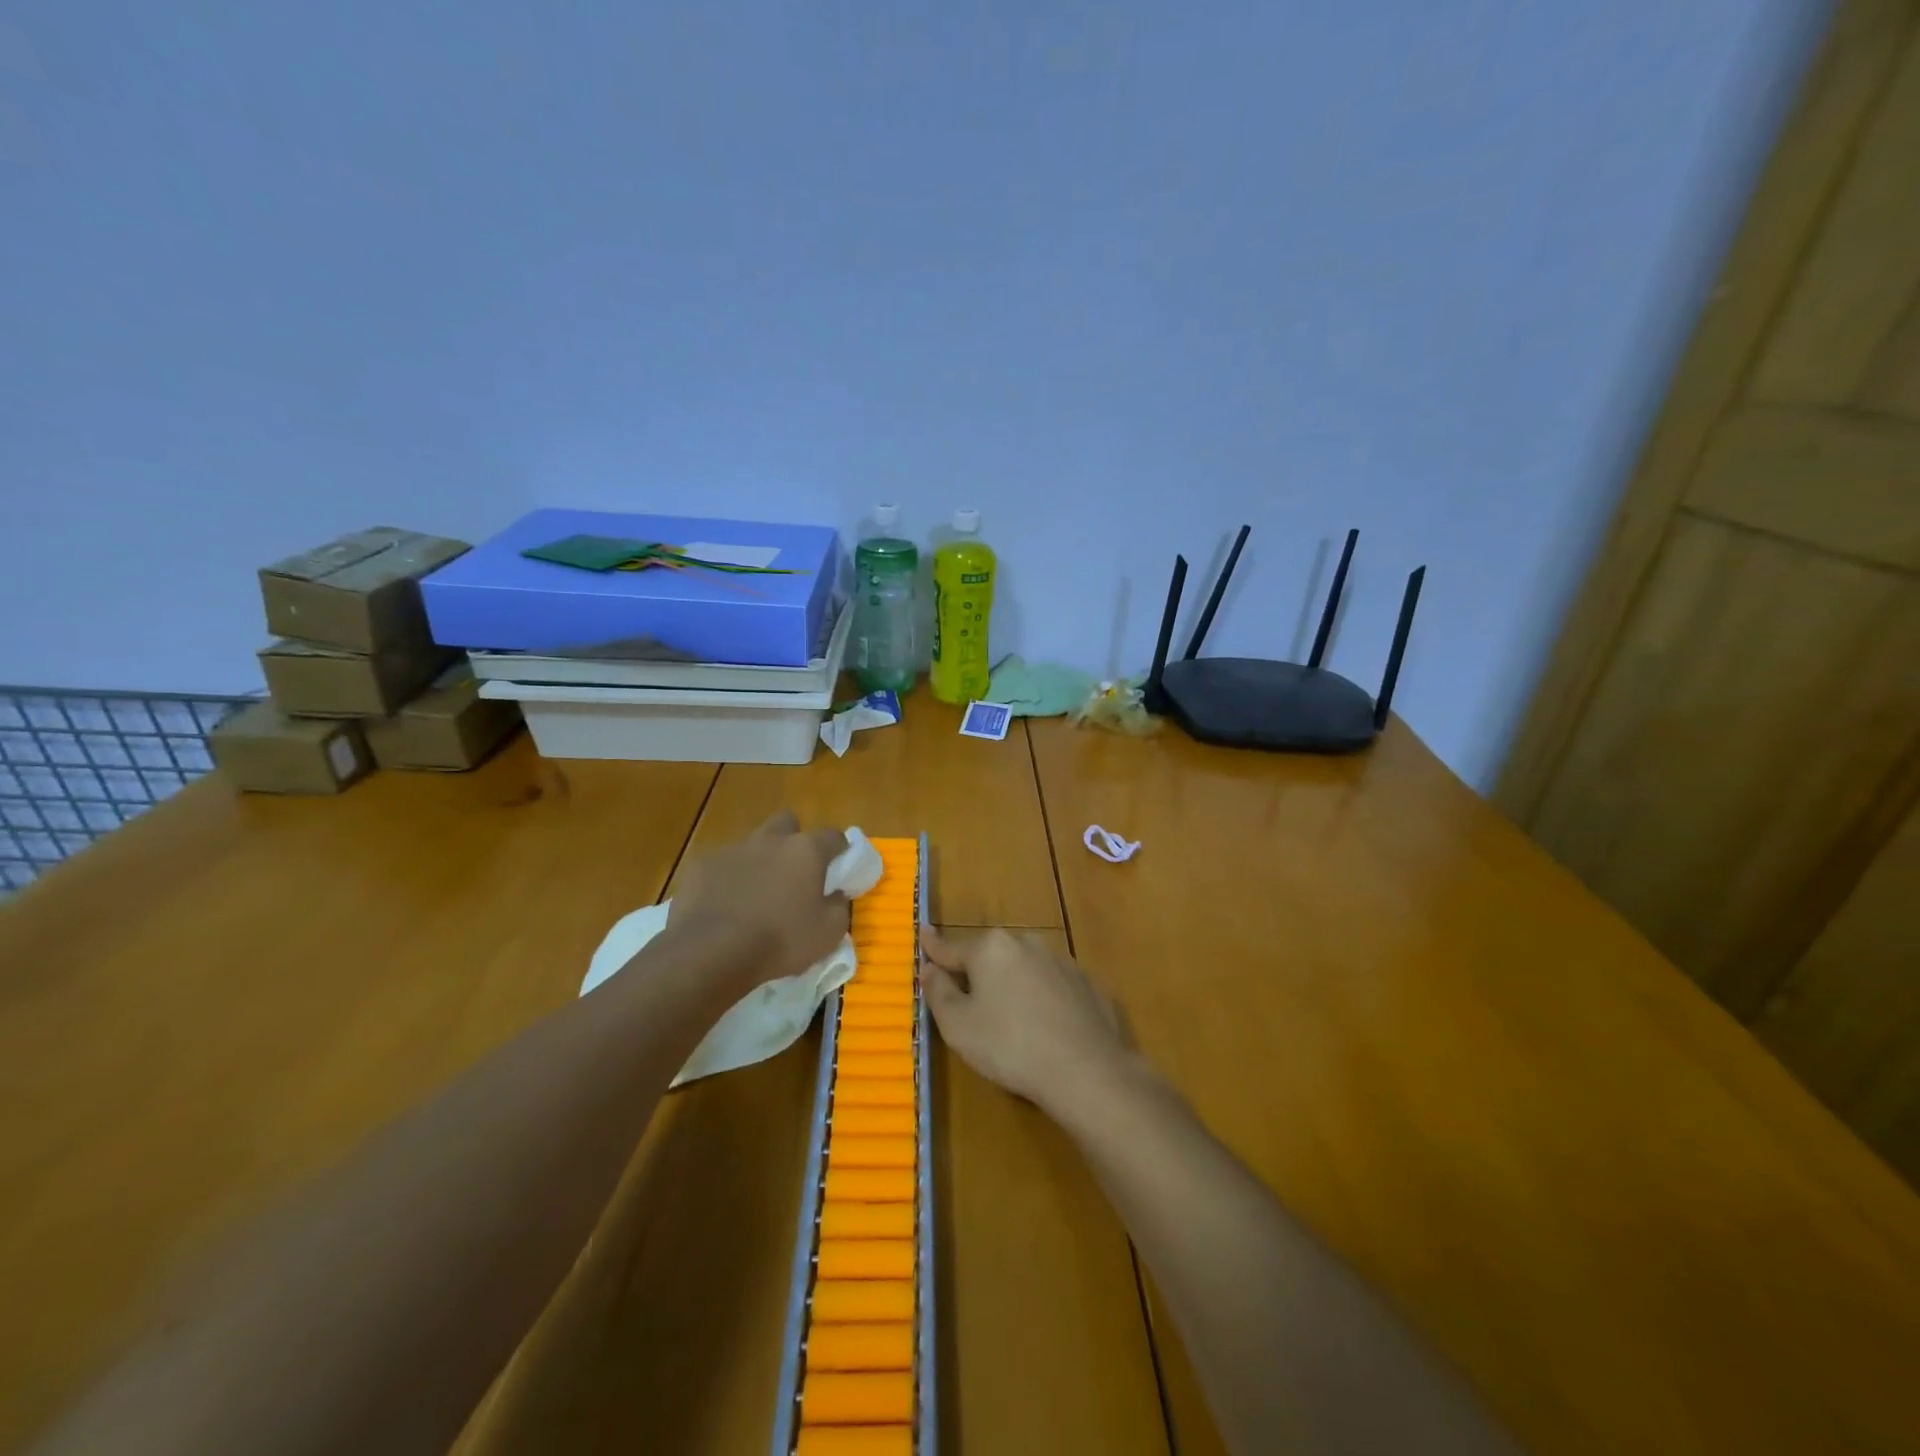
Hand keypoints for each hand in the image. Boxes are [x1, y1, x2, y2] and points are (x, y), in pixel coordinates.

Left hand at [666, 813, 849, 989]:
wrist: (711, 953)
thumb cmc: (779, 941)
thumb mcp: (828, 934)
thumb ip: (838, 907)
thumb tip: (836, 895)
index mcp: (805, 851)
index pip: (833, 836)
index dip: (839, 850)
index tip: (840, 867)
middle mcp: (770, 840)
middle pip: (787, 823)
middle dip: (793, 840)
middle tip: (794, 872)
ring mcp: (732, 850)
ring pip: (752, 844)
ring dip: (759, 861)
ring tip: (756, 895)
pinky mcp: (701, 866)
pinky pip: (721, 866)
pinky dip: (727, 880)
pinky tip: (724, 906)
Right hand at [920, 927, 1135, 1115]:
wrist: (1085, 1069)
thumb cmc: (1010, 1045)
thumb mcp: (958, 1026)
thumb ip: (939, 992)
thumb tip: (929, 968)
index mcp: (990, 948)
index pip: (952, 947)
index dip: (934, 947)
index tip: (922, 932)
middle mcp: (1026, 943)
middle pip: (990, 956)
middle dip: (977, 971)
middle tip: (967, 999)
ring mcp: (1061, 961)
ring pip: (1023, 968)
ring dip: (1011, 984)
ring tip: (1009, 1018)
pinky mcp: (1086, 984)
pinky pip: (1052, 986)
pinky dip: (1042, 998)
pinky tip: (1043, 1026)